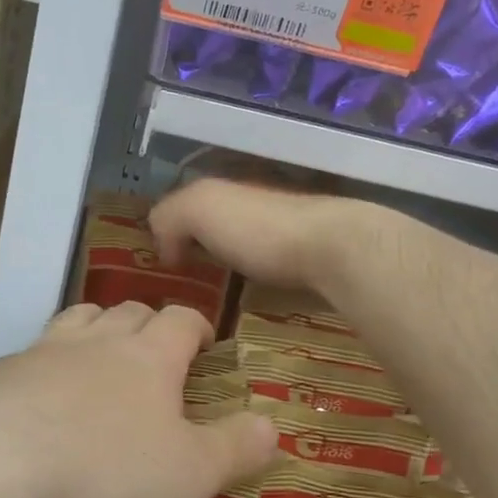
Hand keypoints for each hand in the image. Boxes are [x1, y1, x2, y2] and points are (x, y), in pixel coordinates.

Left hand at [0, 302, 277, 497]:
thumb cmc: (104, 469)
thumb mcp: (189, 472)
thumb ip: (235, 448)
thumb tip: (273, 424)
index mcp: (148, 356)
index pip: (180, 320)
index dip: (197, 324)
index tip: (205, 340)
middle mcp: (95, 341)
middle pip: (127, 311)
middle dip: (146, 322)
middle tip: (154, 348)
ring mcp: (41, 352)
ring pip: (77, 319)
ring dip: (95, 328)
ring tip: (100, 350)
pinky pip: (29, 353)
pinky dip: (45, 363)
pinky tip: (38, 394)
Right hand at [150, 178, 358, 291]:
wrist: (335, 250)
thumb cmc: (260, 227)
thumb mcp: (198, 208)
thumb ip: (169, 216)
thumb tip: (165, 250)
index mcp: (229, 190)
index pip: (190, 204)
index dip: (173, 229)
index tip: (162, 264)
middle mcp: (258, 205)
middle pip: (220, 226)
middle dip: (203, 249)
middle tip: (184, 287)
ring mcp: (289, 233)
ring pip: (248, 250)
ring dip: (233, 271)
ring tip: (213, 305)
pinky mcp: (311, 264)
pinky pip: (273, 274)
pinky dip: (260, 287)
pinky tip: (251, 307)